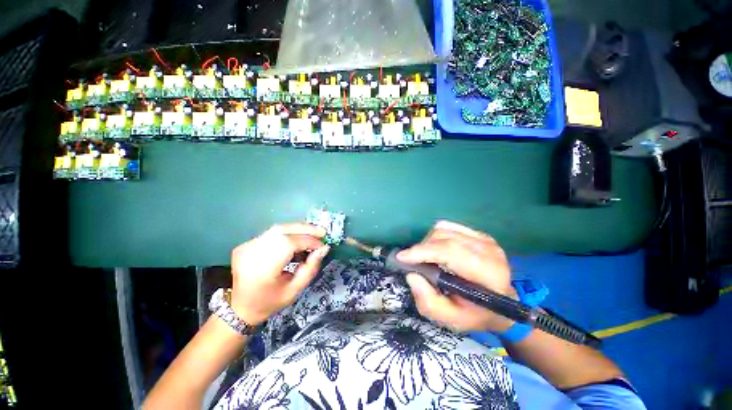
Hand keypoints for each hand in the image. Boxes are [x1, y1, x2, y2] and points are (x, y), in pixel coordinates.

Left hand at [229, 223, 329, 325]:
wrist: (240, 308)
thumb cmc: (269, 303)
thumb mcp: (294, 291)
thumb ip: (310, 269)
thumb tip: (324, 249)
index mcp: (262, 269)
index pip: (289, 244)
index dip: (309, 241)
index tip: (323, 245)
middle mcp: (251, 253)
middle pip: (282, 230)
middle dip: (305, 229)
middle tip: (321, 232)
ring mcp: (246, 246)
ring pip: (277, 229)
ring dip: (298, 229)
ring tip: (313, 234)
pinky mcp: (246, 244)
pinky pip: (272, 233)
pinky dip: (288, 233)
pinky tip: (297, 239)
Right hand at [398, 220, 516, 332]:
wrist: (502, 305)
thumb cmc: (477, 315)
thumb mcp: (452, 320)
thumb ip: (429, 302)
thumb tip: (411, 275)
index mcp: (488, 273)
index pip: (451, 251)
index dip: (423, 251)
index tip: (402, 257)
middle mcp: (488, 250)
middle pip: (444, 237)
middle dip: (422, 248)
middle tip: (412, 262)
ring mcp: (484, 239)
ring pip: (443, 229)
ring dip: (428, 242)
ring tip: (425, 257)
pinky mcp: (479, 234)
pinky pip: (448, 226)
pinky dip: (436, 236)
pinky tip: (436, 249)